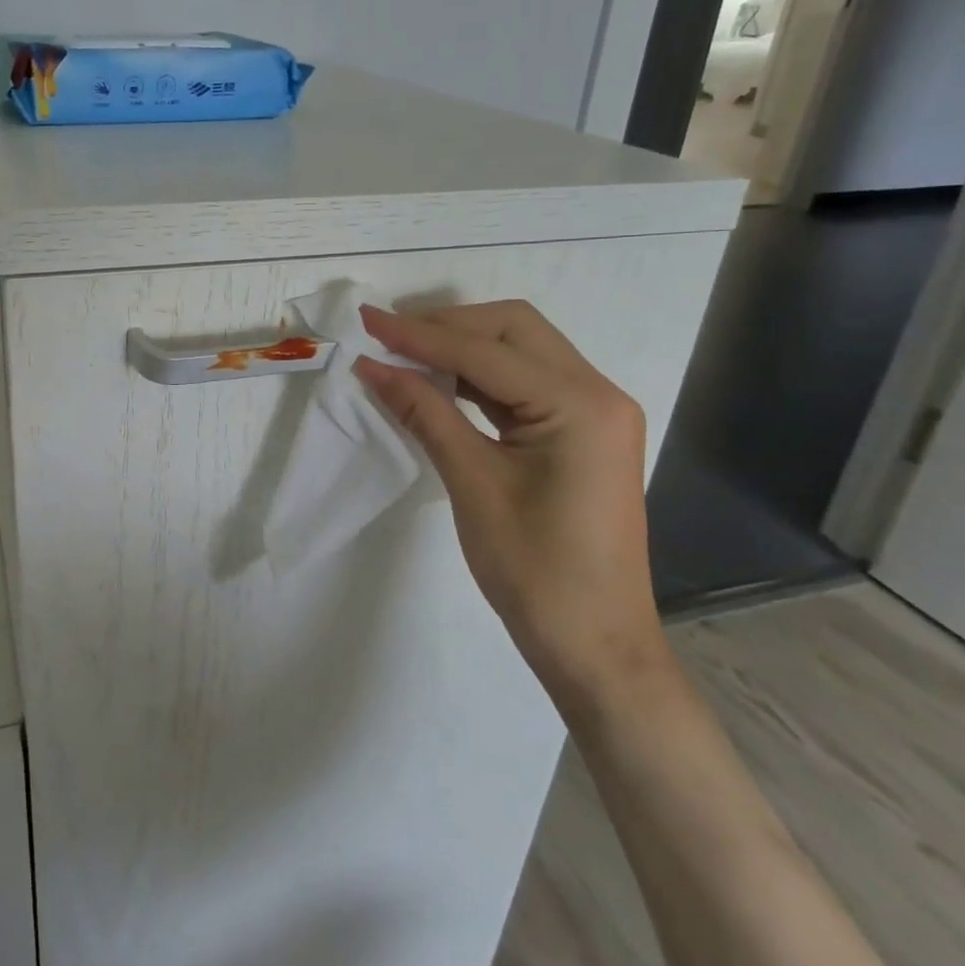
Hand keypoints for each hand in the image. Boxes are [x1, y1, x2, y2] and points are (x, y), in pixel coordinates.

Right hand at [353, 301, 669, 719]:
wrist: (595, 645)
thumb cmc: (534, 570)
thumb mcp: (472, 483)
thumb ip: (424, 412)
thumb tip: (373, 367)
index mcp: (580, 404)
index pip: (485, 351)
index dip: (419, 334)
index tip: (366, 320)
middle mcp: (598, 393)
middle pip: (513, 329)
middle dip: (446, 326)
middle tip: (388, 336)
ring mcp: (595, 412)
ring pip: (520, 350)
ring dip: (462, 346)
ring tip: (405, 352)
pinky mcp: (582, 432)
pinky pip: (526, 383)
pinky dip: (480, 375)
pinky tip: (440, 381)